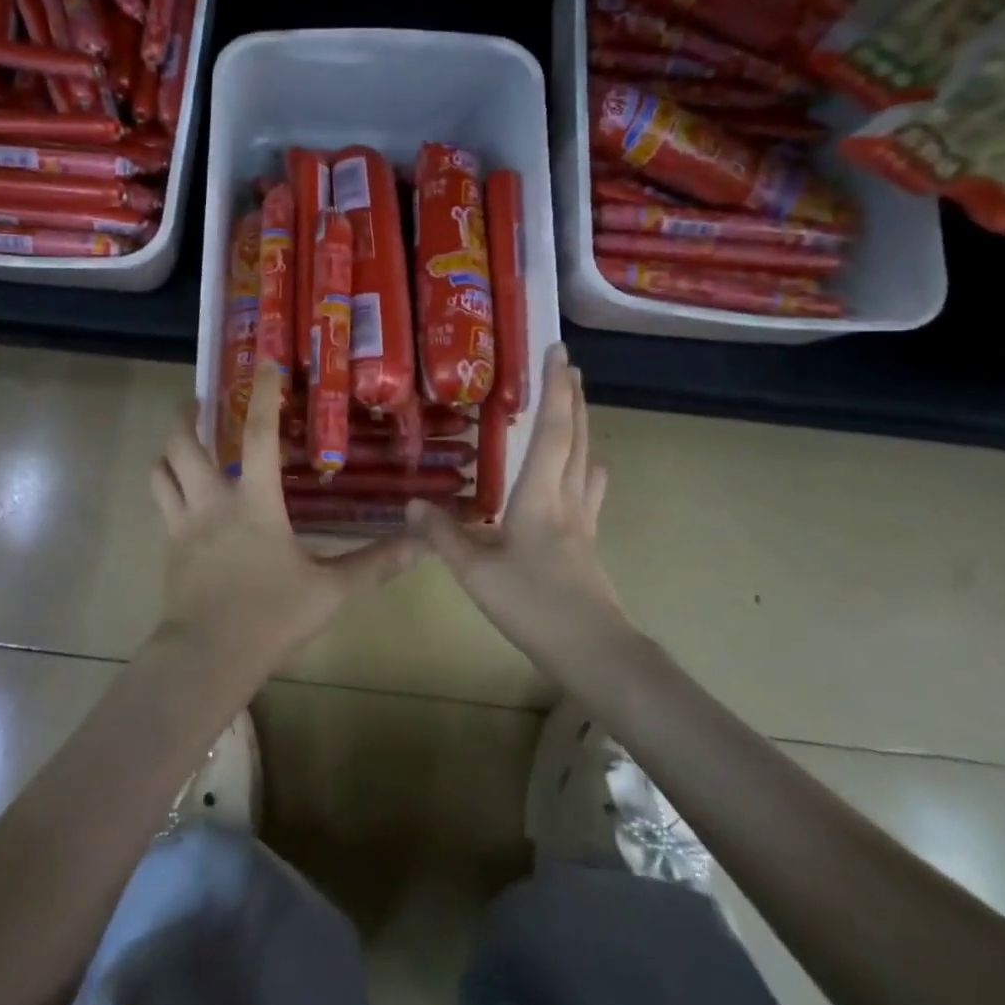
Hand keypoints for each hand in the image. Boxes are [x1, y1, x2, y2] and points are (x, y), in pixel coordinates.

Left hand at [150, 362, 420, 678]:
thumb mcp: (330, 590)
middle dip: (185, 416)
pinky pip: (161, 506)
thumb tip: (420, 545)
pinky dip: (167, 489)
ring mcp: (182, 526)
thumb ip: (374, 564)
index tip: (263, 365)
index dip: (262, 396)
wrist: (206, 658)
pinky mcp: (168, 550)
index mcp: (253, 502)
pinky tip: (184, 498)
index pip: (258, 435)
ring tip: (183, 443)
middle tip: (198, 402)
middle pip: (183, 444)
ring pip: (160, 472)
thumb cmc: (270, 616)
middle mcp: (211, 502)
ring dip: (169, 450)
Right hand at [407, 344, 633, 665]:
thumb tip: (410, 502)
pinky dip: (587, 468)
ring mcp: (583, 521)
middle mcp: (567, 498)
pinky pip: (589, 490)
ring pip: (586, 460)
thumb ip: (441, 534)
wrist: (594, 651)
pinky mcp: (587, 542)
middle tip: (567, 365)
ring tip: (576, 405)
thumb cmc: (533, 604)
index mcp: (540, 495)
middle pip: (576, 437)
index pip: (552, 430)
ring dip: (582, 426)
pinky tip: (589, 472)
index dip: (554, 388)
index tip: (558, 352)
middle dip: (572, 397)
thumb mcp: (475, 571)